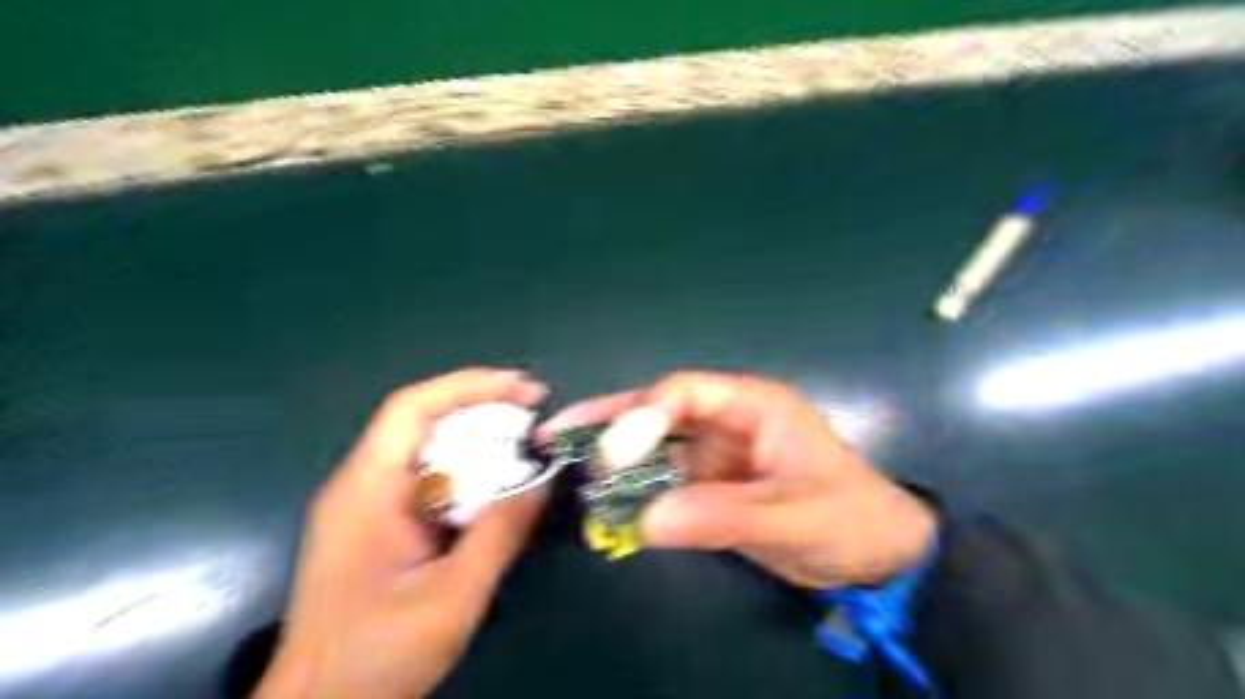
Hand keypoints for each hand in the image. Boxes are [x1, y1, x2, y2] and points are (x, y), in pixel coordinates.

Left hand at [257, 370, 546, 698]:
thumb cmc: (376, 657)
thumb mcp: (452, 597)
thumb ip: (499, 533)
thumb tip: (543, 478)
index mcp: (366, 490)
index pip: (412, 409)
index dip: (470, 386)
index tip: (524, 390)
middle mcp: (363, 485)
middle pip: (424, 423)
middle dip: (483, 410)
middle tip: (537, 415)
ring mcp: (370, 507)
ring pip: (430, 452)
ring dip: (480, 443)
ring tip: (528, 445)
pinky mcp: (383, 527)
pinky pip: (431, 483)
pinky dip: (471, 476)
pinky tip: (500, 490)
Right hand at [540, 370, 928, 588]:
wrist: (877, 554)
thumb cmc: (848, 519)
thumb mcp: (790, 517)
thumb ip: (719, 515)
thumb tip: (644, 521)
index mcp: (753, 405)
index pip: (685, 392)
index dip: (644, 415)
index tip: (613, 455)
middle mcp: (728, 419)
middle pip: (659, 410)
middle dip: (610, 421)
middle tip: (558, 432)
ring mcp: (718, 451)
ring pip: (657, 444)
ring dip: (615, 454)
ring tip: (566, 459)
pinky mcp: (713, 482)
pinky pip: (665, 478)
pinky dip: (635, 487)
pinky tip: (605, 497)